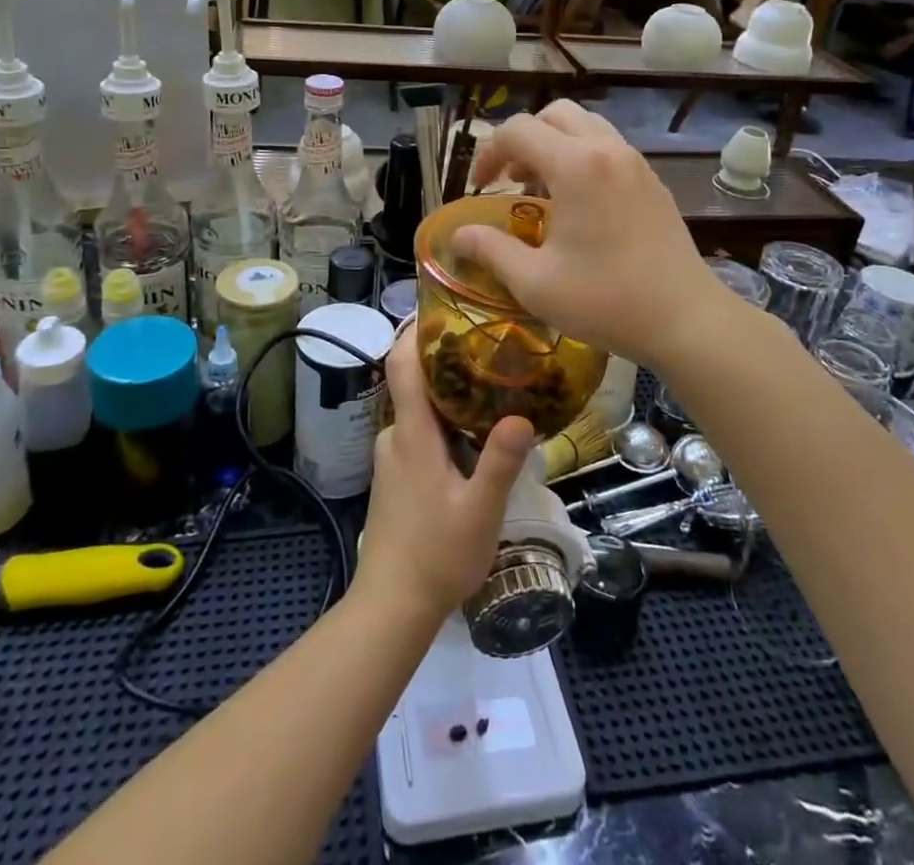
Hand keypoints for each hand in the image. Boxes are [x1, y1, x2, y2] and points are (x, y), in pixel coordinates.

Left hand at [356, 325, 534, 621]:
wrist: (392, 606)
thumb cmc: (436, 555)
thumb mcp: (480, 511)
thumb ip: (499, 463)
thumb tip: (522, 414)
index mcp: (411, 434)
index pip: (400, 364)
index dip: (416, 330)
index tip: (446, 308)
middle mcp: (395, 436)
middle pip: (414, 381)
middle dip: (447, 360)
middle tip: (491, 348)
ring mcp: (392, 457)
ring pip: (419, 410)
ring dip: (449, 395)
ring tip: (493, 388)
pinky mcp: (395, 476)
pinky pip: (418, 432)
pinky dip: (442, 421)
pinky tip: (474, 435)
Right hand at [452, 101, 734, 369]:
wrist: (686, 319)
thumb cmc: (606, 299)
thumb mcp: (535, 282)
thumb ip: (491, 250)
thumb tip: (459, 235)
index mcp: (576, 165)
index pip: (518, 130)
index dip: (488, 153)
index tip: (479, 188)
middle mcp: (607, 150)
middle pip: (554, 114)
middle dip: (522, 138)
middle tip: (509, 179)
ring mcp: (635, 163)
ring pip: (585, 126)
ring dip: (554, 144)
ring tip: (540, 187)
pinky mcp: (652, 182)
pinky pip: (608, 148)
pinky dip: (582, 157)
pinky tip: (577, 204)